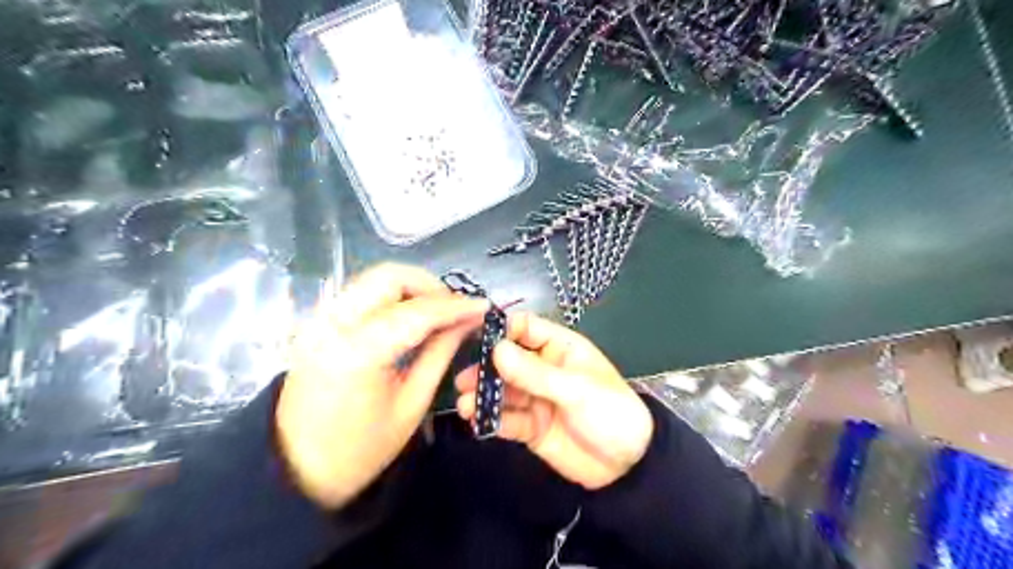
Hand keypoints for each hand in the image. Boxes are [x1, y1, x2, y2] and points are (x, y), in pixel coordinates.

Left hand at [275, 264, 482, 507]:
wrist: (295, 471)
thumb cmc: (360, 450)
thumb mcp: (411, 405)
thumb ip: (439, 354)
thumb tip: (467, 322)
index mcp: (358, 354)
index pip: (417, 313)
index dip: (455, 306)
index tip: (483, 306)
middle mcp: (333, 325)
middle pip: (389, 276)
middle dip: (430, 286)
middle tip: (455, 309)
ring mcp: (319, 320)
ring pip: (374, 278)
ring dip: (411, 288)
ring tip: (438, 312)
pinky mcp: (316, 323)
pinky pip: (361, 293)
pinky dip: (392, 296)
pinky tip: (410, 316)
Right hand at [453, 310, 656, 489]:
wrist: (628, 465)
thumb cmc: (610, 412)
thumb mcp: (576, 389)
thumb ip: (535, 373)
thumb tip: (496, 350)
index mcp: (559, 349)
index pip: (525, 328)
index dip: (502, 330)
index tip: (477, 339)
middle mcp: (543, 369)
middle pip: (507, 361)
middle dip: (486, 369)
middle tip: (465, 379)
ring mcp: (535, 399)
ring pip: (503, 391)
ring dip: (484, 396)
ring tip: (465, 404)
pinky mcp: (531, 426)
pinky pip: (507, 419)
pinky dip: (492, 420)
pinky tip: (477, 421)